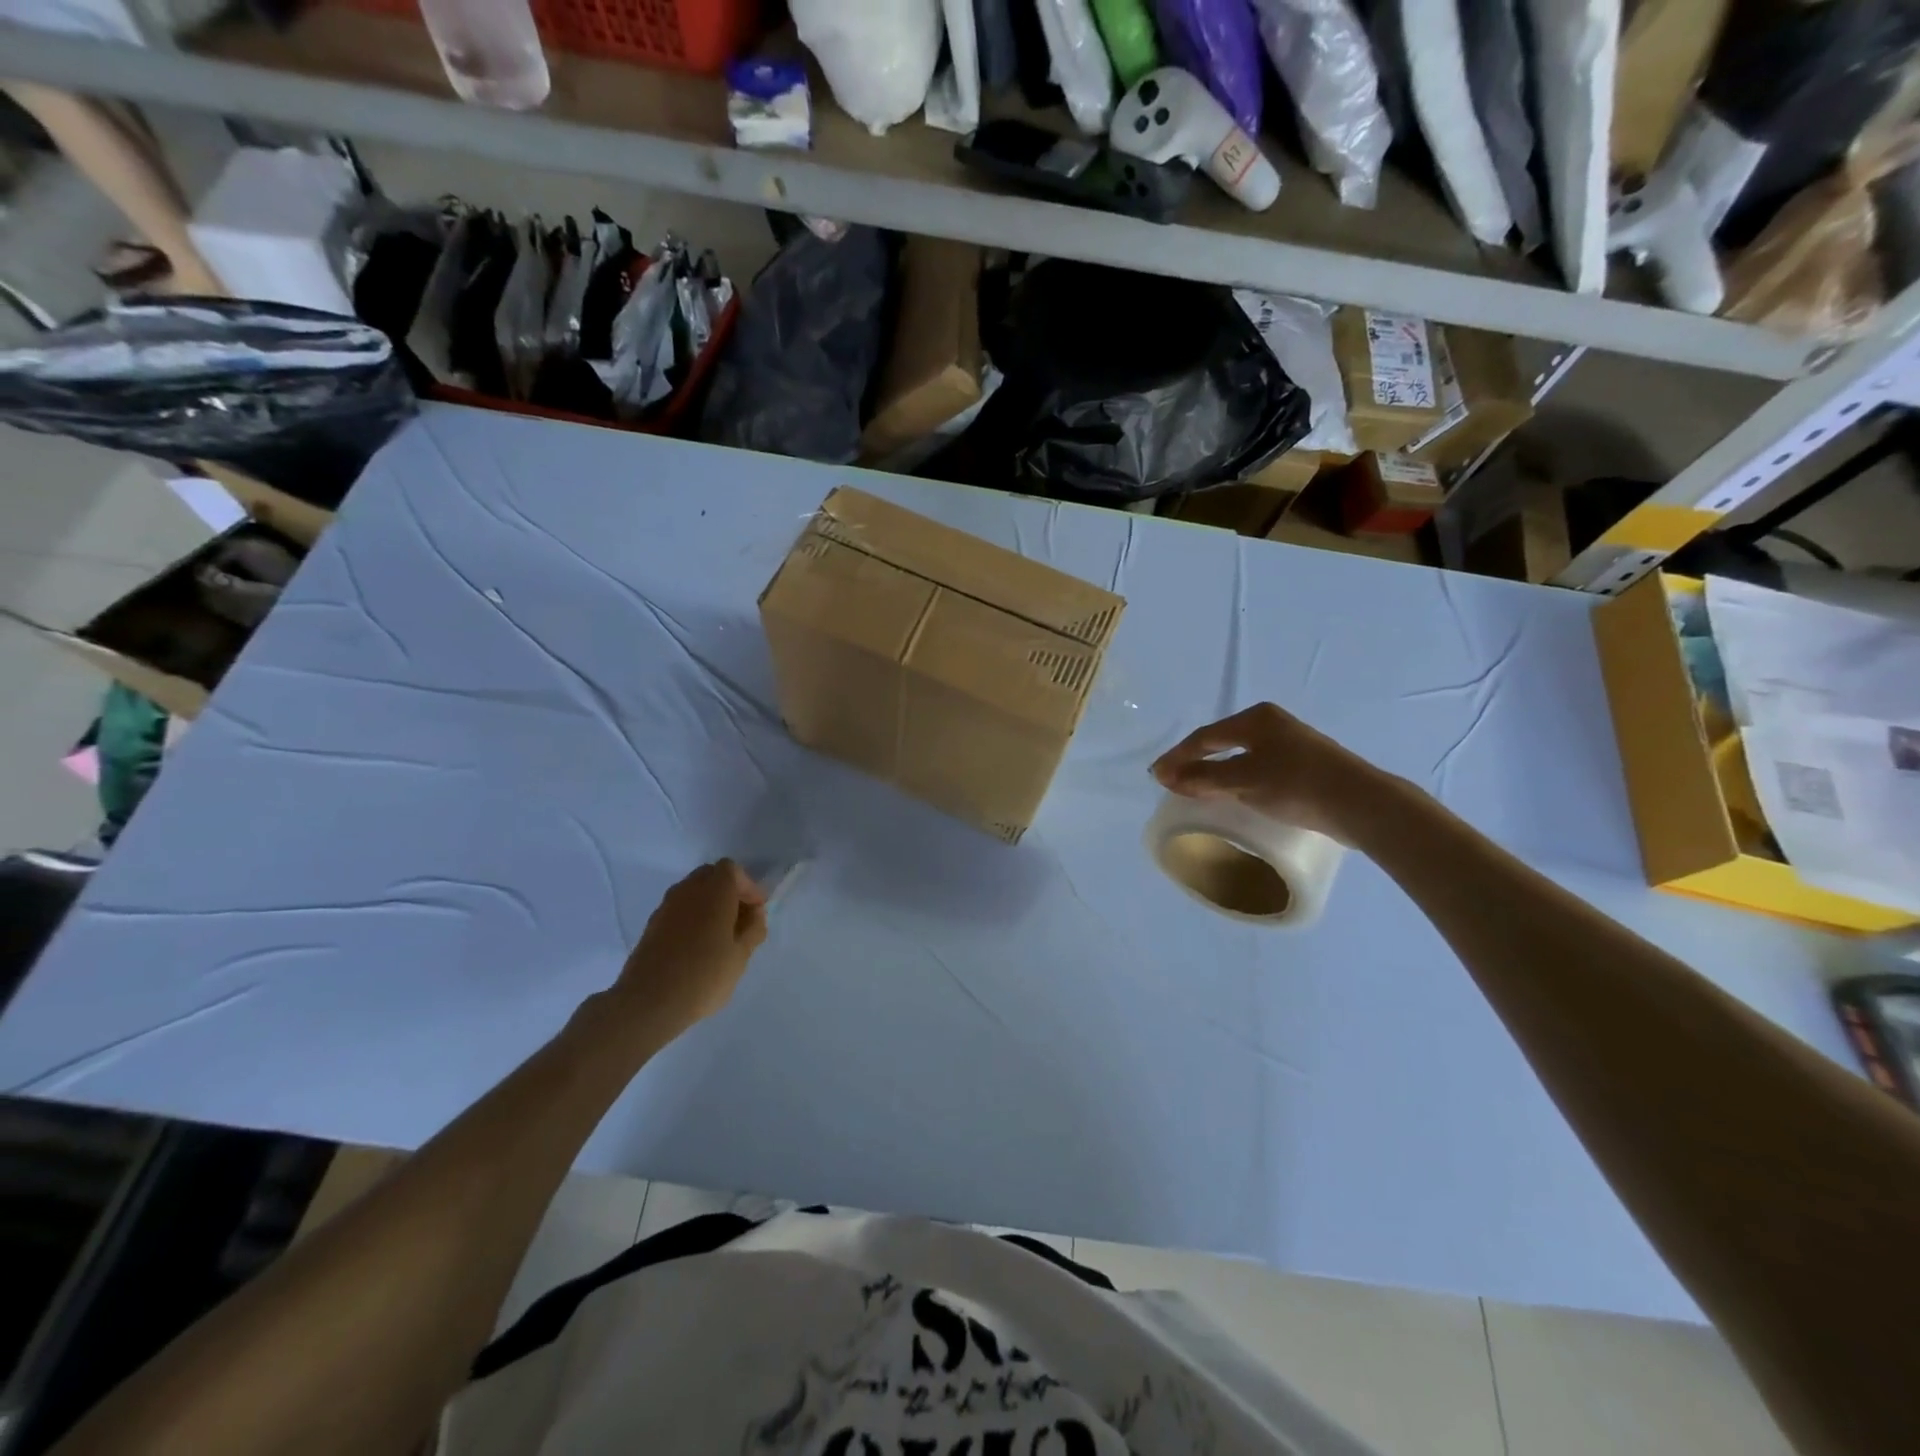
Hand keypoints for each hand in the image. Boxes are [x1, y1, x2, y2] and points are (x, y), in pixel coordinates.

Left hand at [613, 860, 767, 1037]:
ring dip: (708, 904)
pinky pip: (678, 910)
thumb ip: (753, 929)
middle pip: (710, 876)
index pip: (732, 870)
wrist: (648, 1002)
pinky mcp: (651, 925)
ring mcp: (665, 907)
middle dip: (728, 891)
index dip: (748, 887)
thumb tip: (754, 914)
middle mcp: (687, 890)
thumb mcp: (741, 955)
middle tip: (739, 919)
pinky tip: (696, 946)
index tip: (756, 911)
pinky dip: (691, 917)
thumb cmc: (704, 975)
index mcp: (714, 891)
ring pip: (692, 892)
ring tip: (719, 935)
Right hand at [1151, 703, 1382, 840]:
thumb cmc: (1298, 784)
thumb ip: (1204, 778)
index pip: (1204, 737)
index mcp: (1256, 718)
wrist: (1362, 804)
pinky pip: (1256, 766)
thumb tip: (1166, 776)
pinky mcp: (1303, 763)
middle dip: (1194, 760)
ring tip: (1195, 787)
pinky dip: (1236, 776)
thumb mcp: (1244, 781)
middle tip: (1171, 780)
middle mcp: (1271, 723)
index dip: (1177, 757)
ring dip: (1214, 770)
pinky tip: (1233, 791)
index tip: (1156, 775)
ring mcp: (1290, 742)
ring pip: (1239, 754)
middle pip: (1221, 741)